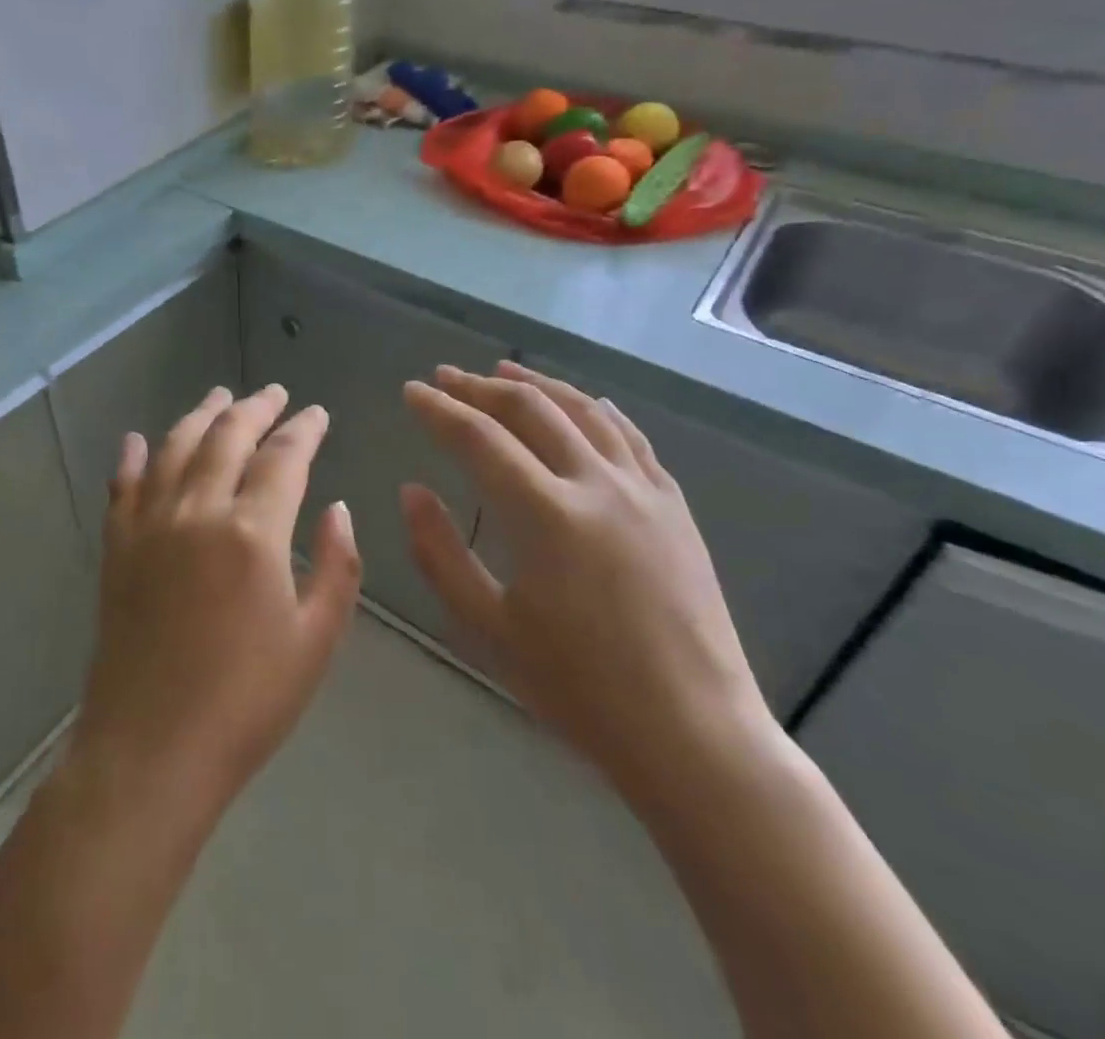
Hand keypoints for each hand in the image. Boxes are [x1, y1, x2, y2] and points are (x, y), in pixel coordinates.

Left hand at [70, 385, 362, 827]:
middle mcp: (198, 511)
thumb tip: (337, 508)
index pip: (284, 457)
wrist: (151, 749)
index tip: (317, 414)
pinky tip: (138, 439)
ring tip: (220, 394)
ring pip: (176, 447)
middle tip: (274, 393)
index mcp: (253, 532)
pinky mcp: (118, 547)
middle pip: (228, 436)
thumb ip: (337, 566)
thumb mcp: (317, 641)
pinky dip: (133, 457)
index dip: (304, 429)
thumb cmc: (247, 703)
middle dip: (256, 407)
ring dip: (201, 415)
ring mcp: (150, 525)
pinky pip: (124, 486)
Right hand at [401, 363, 772, 799]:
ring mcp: (643, 490)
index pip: (478, 439)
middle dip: (480, 387)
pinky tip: (581, 403)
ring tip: (503, 371)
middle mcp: (597, 485)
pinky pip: (630, 437)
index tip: (411, 392)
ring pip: (583, 411)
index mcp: (547, 516)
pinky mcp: (673, 506)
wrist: (693, 734)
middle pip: (530, 410)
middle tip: (445, 376)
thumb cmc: (579, 689)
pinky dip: (595, 409)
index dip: (439, 410)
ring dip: (537, 385)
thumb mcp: (488, 629)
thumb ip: (440, 553)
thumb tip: (412, 490)